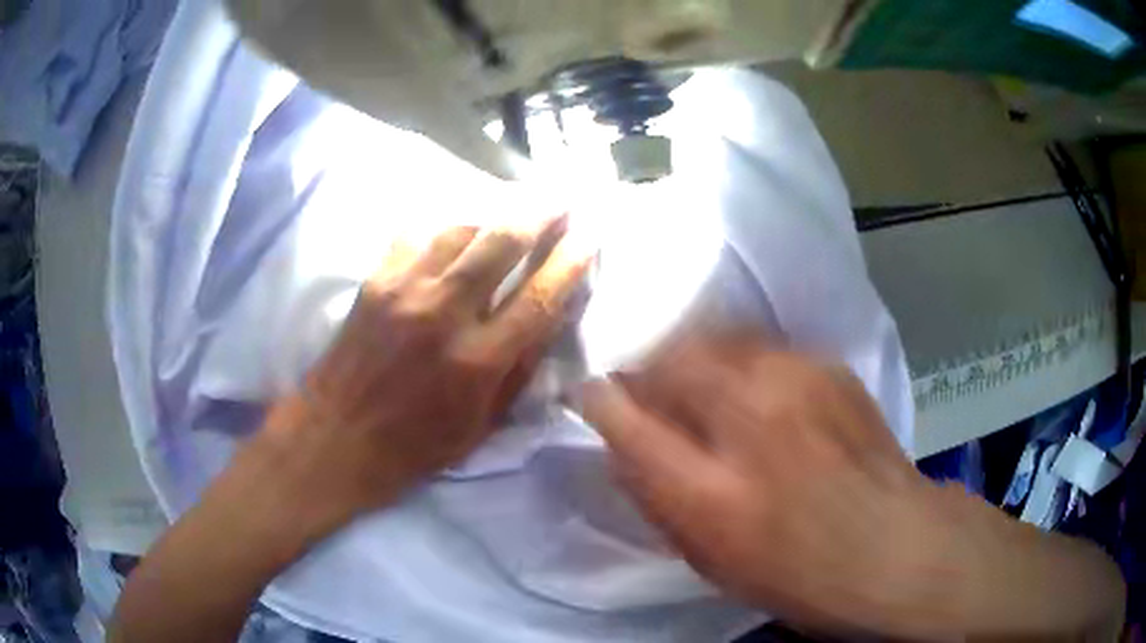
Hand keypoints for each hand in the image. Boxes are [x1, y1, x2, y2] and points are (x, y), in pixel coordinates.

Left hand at [262, 217, 592, 518]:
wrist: (337, 436)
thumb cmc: (415, 444)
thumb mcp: (482, 425)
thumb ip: (518, 371)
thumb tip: (549, 321)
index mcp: (478, 360)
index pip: (540, 296)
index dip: (571, 262)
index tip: (589, 238)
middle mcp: (445, 314)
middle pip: (502, 243)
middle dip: (539, 214)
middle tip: (559, 200)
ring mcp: (405, 290)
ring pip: (460, 230)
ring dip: (491, 219)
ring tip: (507, 216)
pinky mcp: (375, 280)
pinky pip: (415, 235)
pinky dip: (441, 230)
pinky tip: (451, 233)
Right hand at [579, 333, 932, 634]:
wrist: (894, 545)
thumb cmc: (797, 575)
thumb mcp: (711, 560)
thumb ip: (659, 500)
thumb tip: (624, 449)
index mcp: (710, 491)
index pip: (626, 421)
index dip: (600, 400)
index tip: (591, 395)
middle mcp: (749, 421)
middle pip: (669, 360)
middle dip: (646, 370)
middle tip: (648, 391)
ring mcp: (795, 382)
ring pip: (715, 340)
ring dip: (693, 360)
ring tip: (701, 388)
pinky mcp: (827, 366)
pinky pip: (761, 347)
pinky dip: (740, 362)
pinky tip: (755, 392)